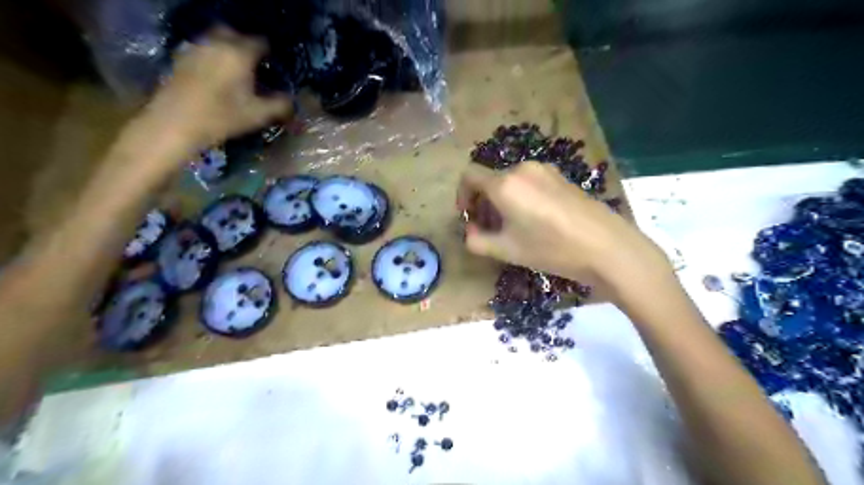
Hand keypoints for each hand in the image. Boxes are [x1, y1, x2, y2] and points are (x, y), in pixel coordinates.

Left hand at [139, 24, 291, 153]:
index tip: (275, 66)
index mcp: (239, 54)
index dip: (270, 53)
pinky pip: (203, 50)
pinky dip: (213, 58)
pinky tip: (217, 76)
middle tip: (256, 65)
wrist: (176, 123)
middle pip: (235, 34)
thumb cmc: (222, 117)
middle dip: (246, 46)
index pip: (261, 42)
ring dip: (228, 51)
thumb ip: (280, 104)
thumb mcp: (259, 115)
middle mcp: (217, 43)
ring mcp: (196, 48)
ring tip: (237, 71)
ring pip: (216, 40)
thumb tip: (292, 100)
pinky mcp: (181, 58)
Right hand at [458, 164, 666, 297]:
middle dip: (483, 203)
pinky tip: (536, 220)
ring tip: (513, 228)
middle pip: (491, 180)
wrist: (606, 246)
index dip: (462, 196)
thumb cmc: (551, 248)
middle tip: (489, 230)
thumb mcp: (507, 250)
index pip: (469, 176)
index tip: (468, 217)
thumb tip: (470, 232)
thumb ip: (477, 241)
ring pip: (511, 181)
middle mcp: (522, 169)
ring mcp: (545, 171)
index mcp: (504, 184)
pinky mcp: (561, 177)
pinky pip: (530, 182)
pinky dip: (521, 197)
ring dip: (502, 201)